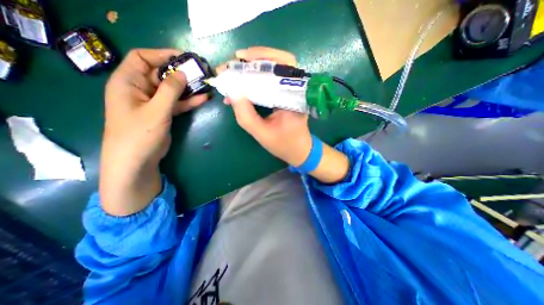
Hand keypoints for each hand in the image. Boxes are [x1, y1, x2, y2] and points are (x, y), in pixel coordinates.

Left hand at [99, 48, 206, 215]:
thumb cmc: (139, 134)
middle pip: (161, 74)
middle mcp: (139, 89)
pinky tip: (203, 99)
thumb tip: (182, 73)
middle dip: (180, 73)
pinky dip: (189, 101)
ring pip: (172, 90)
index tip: (184, 57)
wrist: (137, 161)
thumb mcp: (156, 110)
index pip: (143, 58)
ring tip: (205, 84)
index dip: (162, 55)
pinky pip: (177, 103)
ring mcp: (153, 103)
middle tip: (200, 72)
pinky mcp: (163, 113)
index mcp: (128, 82)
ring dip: (188, 88)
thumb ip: (170, 90)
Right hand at [223, 47, 312, 168]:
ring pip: (274, 71)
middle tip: (234, 63)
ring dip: (253, 69)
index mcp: (295, 96)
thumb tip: (232, 92)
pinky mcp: (285, 96)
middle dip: (254, 59)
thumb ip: (246, 115)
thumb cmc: (284, 144)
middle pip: (279, 63)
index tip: (240, 58)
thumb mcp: (262, 133)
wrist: (298, 151)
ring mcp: (291, 92)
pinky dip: (256, 81)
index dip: (262, 56)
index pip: (284, 64)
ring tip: (235, 72)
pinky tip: (242, 86)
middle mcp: (296, 90)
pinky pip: (271, 83)